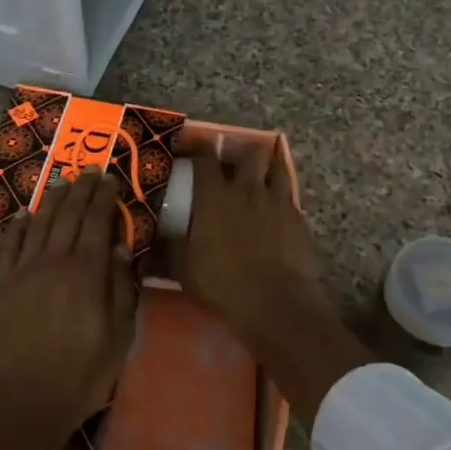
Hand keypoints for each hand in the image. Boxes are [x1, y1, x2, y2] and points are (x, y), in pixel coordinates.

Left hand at [0, 170, 136, 447]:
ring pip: (39, 224)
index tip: (109, 179)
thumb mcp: (119, 337)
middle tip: (89, 171)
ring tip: (62, 182)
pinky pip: (9, 246)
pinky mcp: (2, 287)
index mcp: (87, 273)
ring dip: (52, 200)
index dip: (104, 198)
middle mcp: (54, 262)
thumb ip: (121, 289)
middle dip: (81, 190)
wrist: (23, 404)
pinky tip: (23, 214)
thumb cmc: (81, 375)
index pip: (97, 222)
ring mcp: (24, 272)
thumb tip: (118, 249)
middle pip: (69, 215)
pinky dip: (17, 226)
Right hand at [172, 141, 322, 329]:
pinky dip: (281, 195)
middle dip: (238, 151)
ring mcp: (276, 201)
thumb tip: (152, 240)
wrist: (275, 302)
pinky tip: (276, 207)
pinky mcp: (298, 218)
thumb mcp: (183, 269)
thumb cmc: (222, 283)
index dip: (197, 147)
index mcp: (214, 196)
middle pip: (247, 153)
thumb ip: (168, 248)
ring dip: (266, 165)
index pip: (205, 158)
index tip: (190, 146)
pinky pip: (290, 195)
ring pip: (276, 166)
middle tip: (230, 160)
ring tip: (259, 172)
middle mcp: (247, 189)